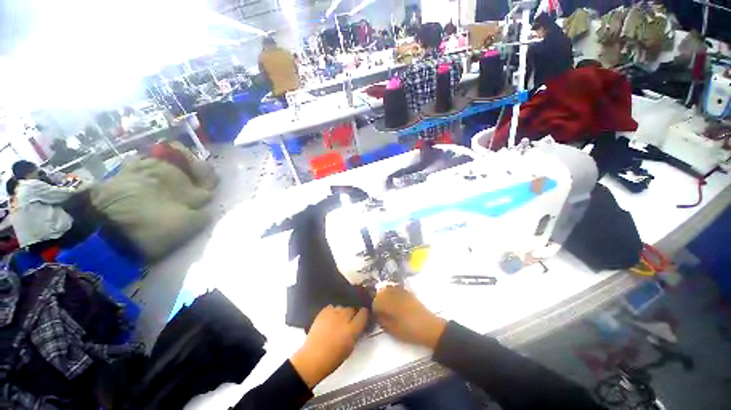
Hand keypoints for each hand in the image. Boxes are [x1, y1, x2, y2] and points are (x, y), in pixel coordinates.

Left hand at [290, 306, 368, 388]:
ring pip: (343, 307)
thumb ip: (356, 332)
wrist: (312, 359)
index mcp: (352, 329)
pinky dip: (333, 311)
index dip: (364, 313)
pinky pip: (332, 307)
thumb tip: (358, 324)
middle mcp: (344, 318)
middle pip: (353, 307)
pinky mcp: (323, 312)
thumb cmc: (333, 358)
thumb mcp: (350, 347)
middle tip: (351, 318)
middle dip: (354, 311)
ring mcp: (333, 313)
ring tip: (340, 319)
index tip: (364, 314)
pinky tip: (331, 318)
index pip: (363, 313)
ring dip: (343, 312)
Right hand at [373, 286, 446, 349]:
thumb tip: (376, 314)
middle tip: (380, 310)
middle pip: (381, 292)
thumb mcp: (393, 330)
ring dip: (384, 295)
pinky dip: (392, 292)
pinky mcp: (408, 293)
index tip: (375, 315)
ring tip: (386, 305)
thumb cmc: (410, 331)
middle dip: (378, 300)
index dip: (374, 308)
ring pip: (388, 289)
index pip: (376, 301)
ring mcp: (402, 292)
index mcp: (390, 304)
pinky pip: (396, 288)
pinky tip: (394, 300)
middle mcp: (395, 295)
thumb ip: (382, 321)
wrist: (430, 328)